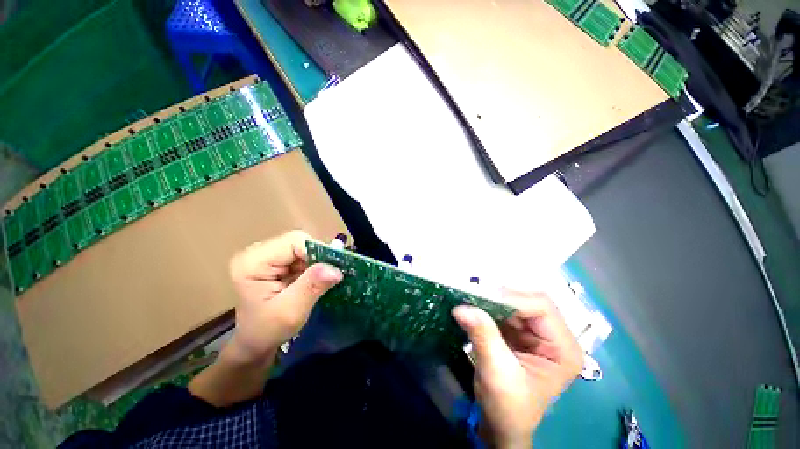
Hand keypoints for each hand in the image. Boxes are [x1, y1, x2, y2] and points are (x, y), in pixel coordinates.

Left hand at [227, 230, 342, 364]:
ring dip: (316, 263)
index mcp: (252, 261)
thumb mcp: (291, 311)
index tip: (331, 269)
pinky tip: (313, 280)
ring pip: (304, 248)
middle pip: (299, 242)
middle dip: (317, 259)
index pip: (294, 241)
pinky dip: (313, 267)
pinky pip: (303, 255)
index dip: (316, 251)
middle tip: (327, 278)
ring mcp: (267, 255)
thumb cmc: (267, 330)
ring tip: (318, 282)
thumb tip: (335, 269)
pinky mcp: (276, 261)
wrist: (257, 341)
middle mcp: (258, 252)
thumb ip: (311, 287)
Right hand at [452, 290, 582, 447]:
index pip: (541, 307)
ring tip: (470, 301)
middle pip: (529, 301)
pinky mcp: (520, 332)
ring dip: (491, 301)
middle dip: (500, 297)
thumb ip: (483, 335)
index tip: (480, 298)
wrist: (501, 425)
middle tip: (473, 297)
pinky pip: (504, 310)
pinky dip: (488, 307)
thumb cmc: (507, 407)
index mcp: (563, 349)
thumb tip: (461, 307)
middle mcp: (554, 336)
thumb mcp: (496, 372)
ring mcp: (537, 333)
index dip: (512, 299)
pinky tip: (474, 309)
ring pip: (514, 302)